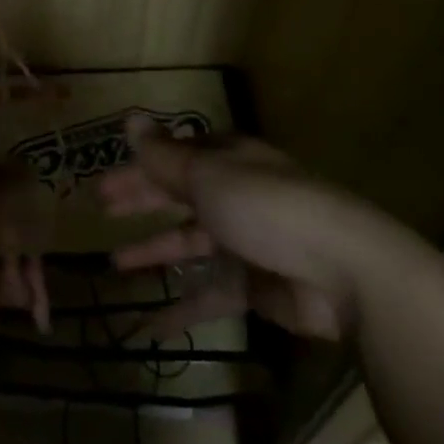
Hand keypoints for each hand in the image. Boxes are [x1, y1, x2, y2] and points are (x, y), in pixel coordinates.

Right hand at [99, 117, 366, 340]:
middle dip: (141, 203)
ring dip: (155, 252)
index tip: (103, 184)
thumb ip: (164, 156)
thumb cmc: (268, 208)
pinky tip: (148, 325)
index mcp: (228, 161)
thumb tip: (129, 118)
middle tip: (100, 213)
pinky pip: (209, 295)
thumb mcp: (209, 176)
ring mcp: (246, 242)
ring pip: (190, 245)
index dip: (138, 169)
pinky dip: (180, 309)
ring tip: (115, 265)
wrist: (343, 271)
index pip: (174, 159)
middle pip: (179, 197)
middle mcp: (235, 196)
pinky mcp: (255, 288)